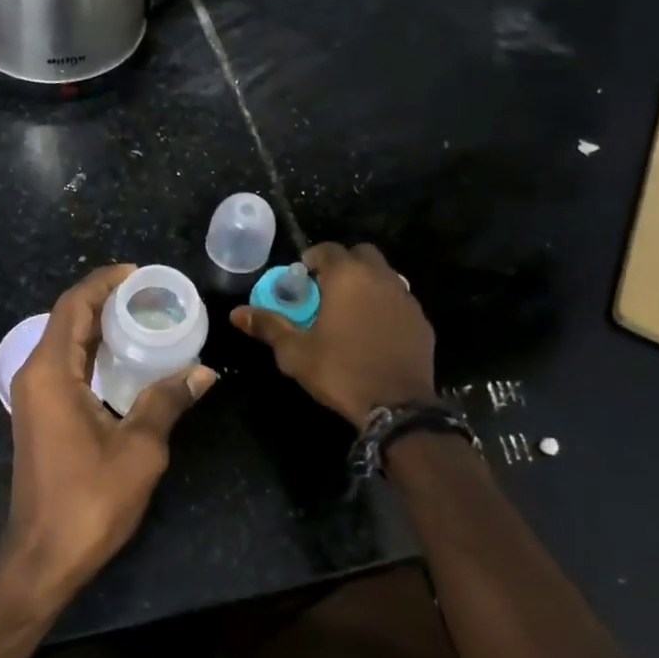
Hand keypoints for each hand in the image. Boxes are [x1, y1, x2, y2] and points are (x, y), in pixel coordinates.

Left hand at [0, 265, 215, 609]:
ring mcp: (34, 395)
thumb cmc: (89, 501)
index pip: (73, 306)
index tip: (138, 273)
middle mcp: (35, 374)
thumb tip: (203, 371)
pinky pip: (66, 365)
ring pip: (65, 341)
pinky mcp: (40, 413)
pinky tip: (125, 357)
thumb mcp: (139, 449)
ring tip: (143, 316)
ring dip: (98, 324)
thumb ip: (167, 402)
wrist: (42, 556)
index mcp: (50, 372)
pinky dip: (93, 351)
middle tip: (149, 293)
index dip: (103, 282)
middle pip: (67, 318)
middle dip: (104, 299)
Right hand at [231, 242, 437, 428]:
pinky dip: (385, 306)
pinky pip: (399, 301)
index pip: (327, 249)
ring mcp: (406, 298)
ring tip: (350, 311)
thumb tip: (236, 313)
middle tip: (326, 290)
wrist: (398, 408)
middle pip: (361, 254)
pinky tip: (373, 331)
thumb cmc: (340, 372)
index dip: (311, 259)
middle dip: (343, 265)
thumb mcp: (295, 352)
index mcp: (347, 277)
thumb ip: (268, 326)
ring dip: (366, 283)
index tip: (301, 279)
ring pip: (384, 275)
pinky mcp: (422, 321)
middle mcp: (380, 278)